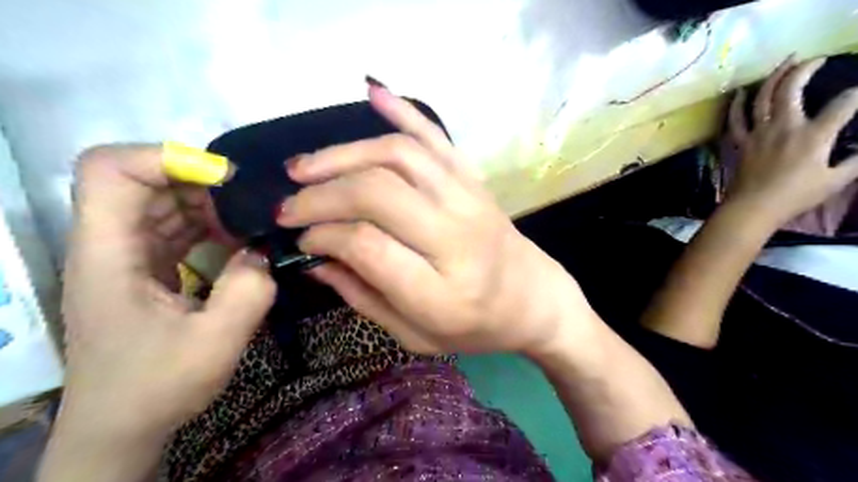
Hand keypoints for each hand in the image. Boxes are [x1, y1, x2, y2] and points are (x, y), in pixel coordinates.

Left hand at [58, 145, 271, 446]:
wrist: (121, 428)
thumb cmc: (157, 388)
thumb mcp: (215, 343)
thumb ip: (248, 290)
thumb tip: (261, 251)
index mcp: (108, 256)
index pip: (109, 171)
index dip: (165, 158)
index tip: (223, 180)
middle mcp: (109, 246)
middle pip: (140, 179)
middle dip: (198, 181)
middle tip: (248, 203)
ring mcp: (126, 257)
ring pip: (160, 202)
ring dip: (207, 204)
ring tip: (249, 223)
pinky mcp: (145, 269)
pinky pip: (174, 228)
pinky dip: (208, 226)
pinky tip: (238, 243)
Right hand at [278, 84, 597, 356]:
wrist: (535, 299)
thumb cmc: (476, 327)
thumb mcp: (417, 335)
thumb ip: (364, 298)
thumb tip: (315, 260)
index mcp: (442, 291)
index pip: (367, 245)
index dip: (323, 237)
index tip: (302, 241)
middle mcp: (457, 237)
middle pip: (377, 193)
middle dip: (321, 194)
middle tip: (290, 205)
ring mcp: (469, 200)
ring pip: (399, 156)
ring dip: (343, 154)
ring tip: (305, 167)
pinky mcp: (475, 180)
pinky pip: (436, 137)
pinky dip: (402, 112)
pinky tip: (372, 92)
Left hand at [726, 56, 857, 226]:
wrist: (752, 207)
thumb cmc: (795, 196)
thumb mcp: (836, 180)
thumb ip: (856, 161)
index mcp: (814, 135)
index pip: (844, 103)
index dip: (857, 94)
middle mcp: (785, 127)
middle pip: (792, 89)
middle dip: (806, 68)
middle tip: (816, 59)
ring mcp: (759, 133)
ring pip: (763, 98)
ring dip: (774, 77)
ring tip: (786, 62)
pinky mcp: (741, 142)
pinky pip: (735, 120)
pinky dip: (736, 105)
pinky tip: (739, 92)